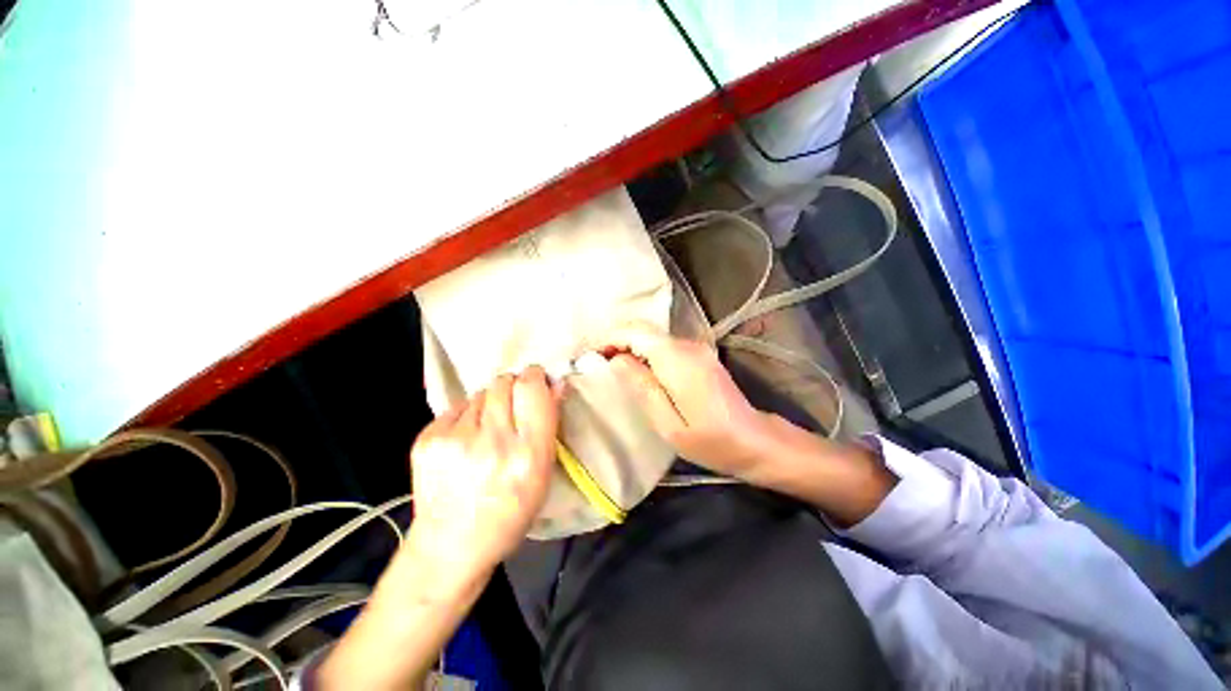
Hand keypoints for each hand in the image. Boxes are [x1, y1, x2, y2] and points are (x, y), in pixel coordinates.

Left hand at [407, 365, 558, 576]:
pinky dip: (467, 416)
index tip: (537, 383)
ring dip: (490, 404)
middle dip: (513, 388)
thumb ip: (550, 423)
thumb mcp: (543, 472)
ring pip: (481, 392)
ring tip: (487, 430)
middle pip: (504, 382)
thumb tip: (556, 383)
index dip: (535, 378)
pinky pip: (458, 407)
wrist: (450, 546)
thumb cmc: (510, 511)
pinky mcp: (427, 439)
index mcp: (527, 453)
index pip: (531, 388)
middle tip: (512, 410)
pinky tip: (465, 440)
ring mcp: (454, 439)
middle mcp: (491, 441)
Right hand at [602, 323, 776, 478]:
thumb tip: (616, 359)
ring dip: (630, 347)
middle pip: (644, 331)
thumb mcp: (668, 424)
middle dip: (617, 342)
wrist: (756, 441)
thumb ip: (641, 387)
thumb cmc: (711, 441)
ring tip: (611, 368)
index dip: (609, 339)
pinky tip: (638, 371)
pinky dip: (646, 353)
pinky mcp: (700, 356)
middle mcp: (687, 345)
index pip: (636, 332)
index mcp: (677, 359)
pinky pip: (665, 347)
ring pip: (653, 338)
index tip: (590, 356)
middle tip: (597, 363)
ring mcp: (697, 349)